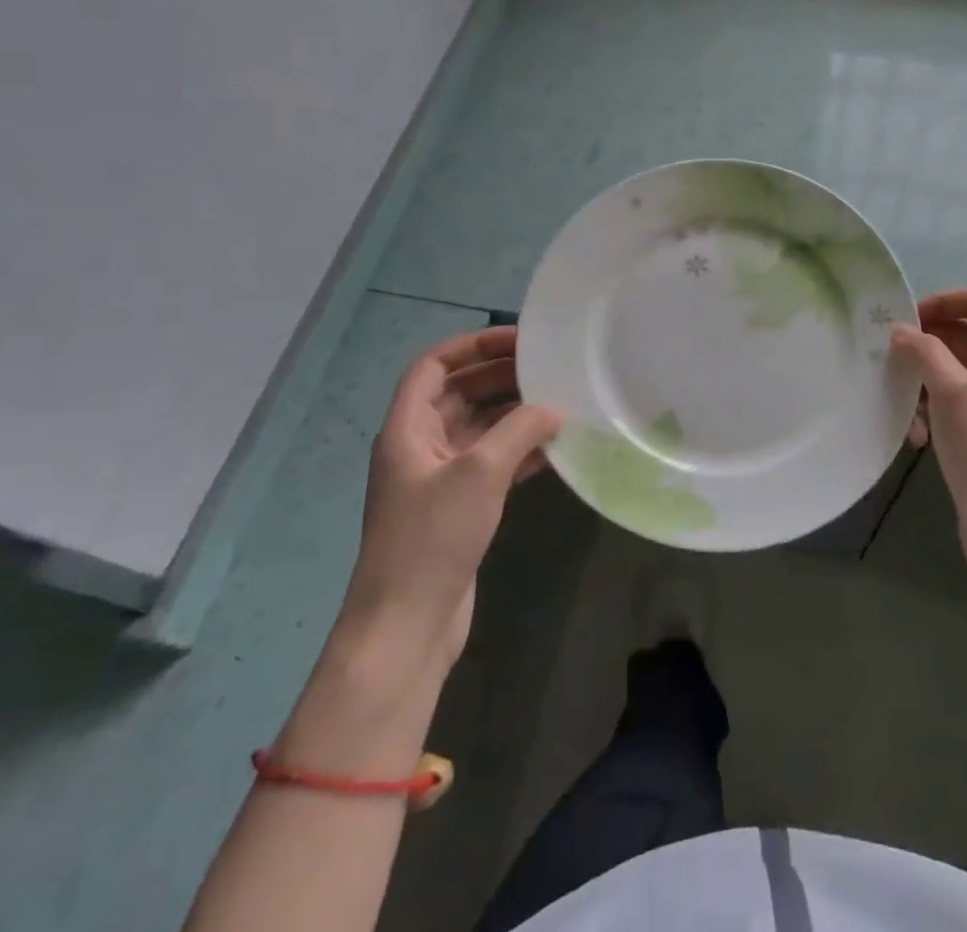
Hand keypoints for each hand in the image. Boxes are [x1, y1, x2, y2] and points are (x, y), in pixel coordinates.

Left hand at [340, 326, 560, 665]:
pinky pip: (492, 463)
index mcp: (407, 428)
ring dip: (514, 414)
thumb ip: (519, 430)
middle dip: (500, 376)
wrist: (407, 626)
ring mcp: (439, 479)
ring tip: (559, 401)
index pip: (434, 366)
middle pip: (459, 394)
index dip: (473, 345)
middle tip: (548, 368)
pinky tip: (555, 449)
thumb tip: (553, 407)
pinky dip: (520, 451)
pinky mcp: (459, 508)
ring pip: (479, 429)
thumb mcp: (479, 473)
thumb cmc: (432, 538)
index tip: (519, 340)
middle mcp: (419, 446)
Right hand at [893, 290, 966, 629]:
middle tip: (891, 357)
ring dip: (922, 382)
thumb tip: (900, 329)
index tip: (909, 319)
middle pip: (962, 336)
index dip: (945, 302)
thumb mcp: (954, 394)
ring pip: (950, 372)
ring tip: (903, 404)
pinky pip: (948, 404)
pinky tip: (916, 437)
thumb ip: (926, 353)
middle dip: (926, 344)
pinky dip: (929, 411)